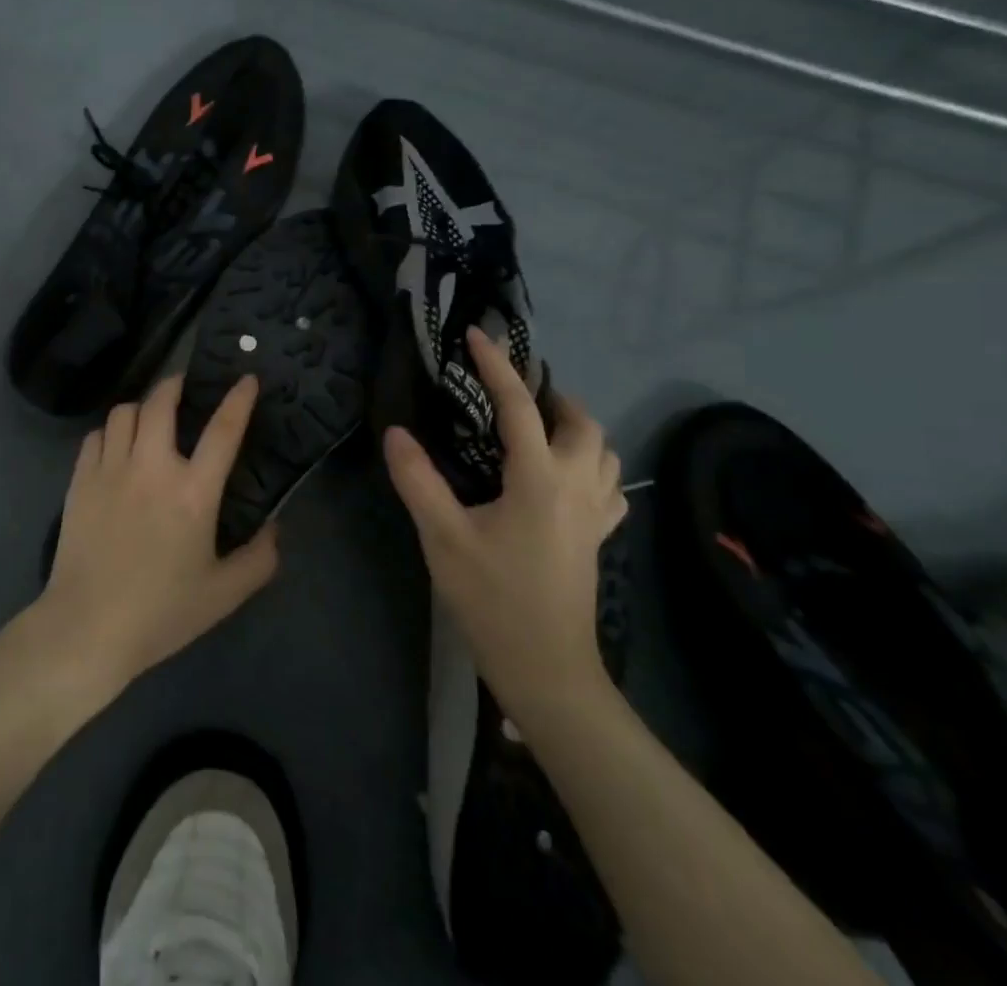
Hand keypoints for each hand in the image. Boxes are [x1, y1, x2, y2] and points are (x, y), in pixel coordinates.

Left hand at [41, 374, 278, 697]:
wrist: (87, 628)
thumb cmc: (160, 612)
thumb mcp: (224, 595)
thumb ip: (259, 559)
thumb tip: (275, 528)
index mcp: (193, 492)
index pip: (223, 430)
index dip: (238, 398)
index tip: (247, 378)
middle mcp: (151, 468)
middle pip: (161, 402)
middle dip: (176, 383)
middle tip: (186, 386)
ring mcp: (110, 470)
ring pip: (124, 412)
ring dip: (141, 408)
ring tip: (150, 418)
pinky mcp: (80, 481)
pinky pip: (95, 436)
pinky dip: (110, 432)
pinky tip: (116, 447)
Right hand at [383, 327, 625, 715]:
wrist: (548, 670)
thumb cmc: (493, 600)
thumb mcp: (444, 538)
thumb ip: (419, 480)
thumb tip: (397, 431)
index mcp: (540, 480)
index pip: (519, 406)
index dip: (497, 366)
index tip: (476, 336)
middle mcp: (577, 487)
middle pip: (581, 422)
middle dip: (551, 395)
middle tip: (512, 391)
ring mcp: (595, 514)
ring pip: (605, 451)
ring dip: (577, 426)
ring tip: (539, 425)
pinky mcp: (598, 538)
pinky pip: (609, 484)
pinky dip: (593, 463)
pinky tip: (567, 474)